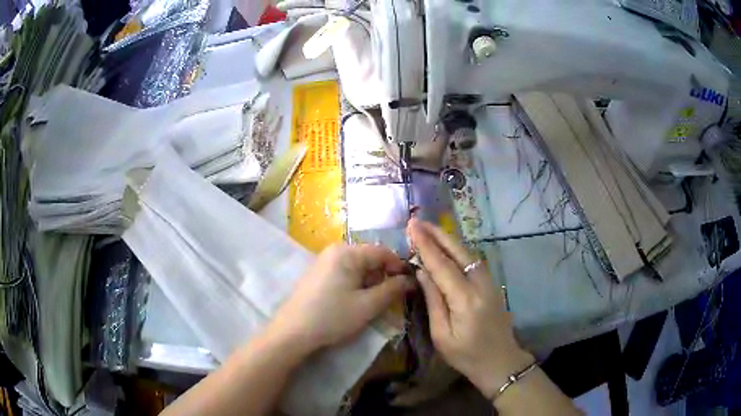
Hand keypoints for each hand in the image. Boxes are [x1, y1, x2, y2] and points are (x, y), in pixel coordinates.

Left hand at [268, 243, 413, 354]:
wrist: (292, 332)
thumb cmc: (332, 317)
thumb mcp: (368, 306)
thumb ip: (392, 290)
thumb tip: (411, 280)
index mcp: (347, 252)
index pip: (383, 252)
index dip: (399, 267)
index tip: (410, 285)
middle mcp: (334, 250)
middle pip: (370, 258)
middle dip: (383, 276)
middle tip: (390, 298)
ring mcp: (324, 262)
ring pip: (358, 267)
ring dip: (370, 282)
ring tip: (372, 303)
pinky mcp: (318, 274)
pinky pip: (345, 273)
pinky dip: (356, 285)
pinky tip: (354, 302)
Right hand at [407, 218, 532, 397]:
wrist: (501, 362)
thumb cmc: (466, 355)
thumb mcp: (442, 335)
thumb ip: (433, 301)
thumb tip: (422, 272)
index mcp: (465, 300)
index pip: (442, 265)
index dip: (425, 245)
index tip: (412, 226)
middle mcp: (480, 284)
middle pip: (458, 252)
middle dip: (437, 234)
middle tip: (418, 220)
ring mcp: (489, 283)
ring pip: (468, 253)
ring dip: (448, 239)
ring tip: (429, 229)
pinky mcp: (492, 285)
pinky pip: (473, 261)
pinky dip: (458, 249)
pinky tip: (448, 247)